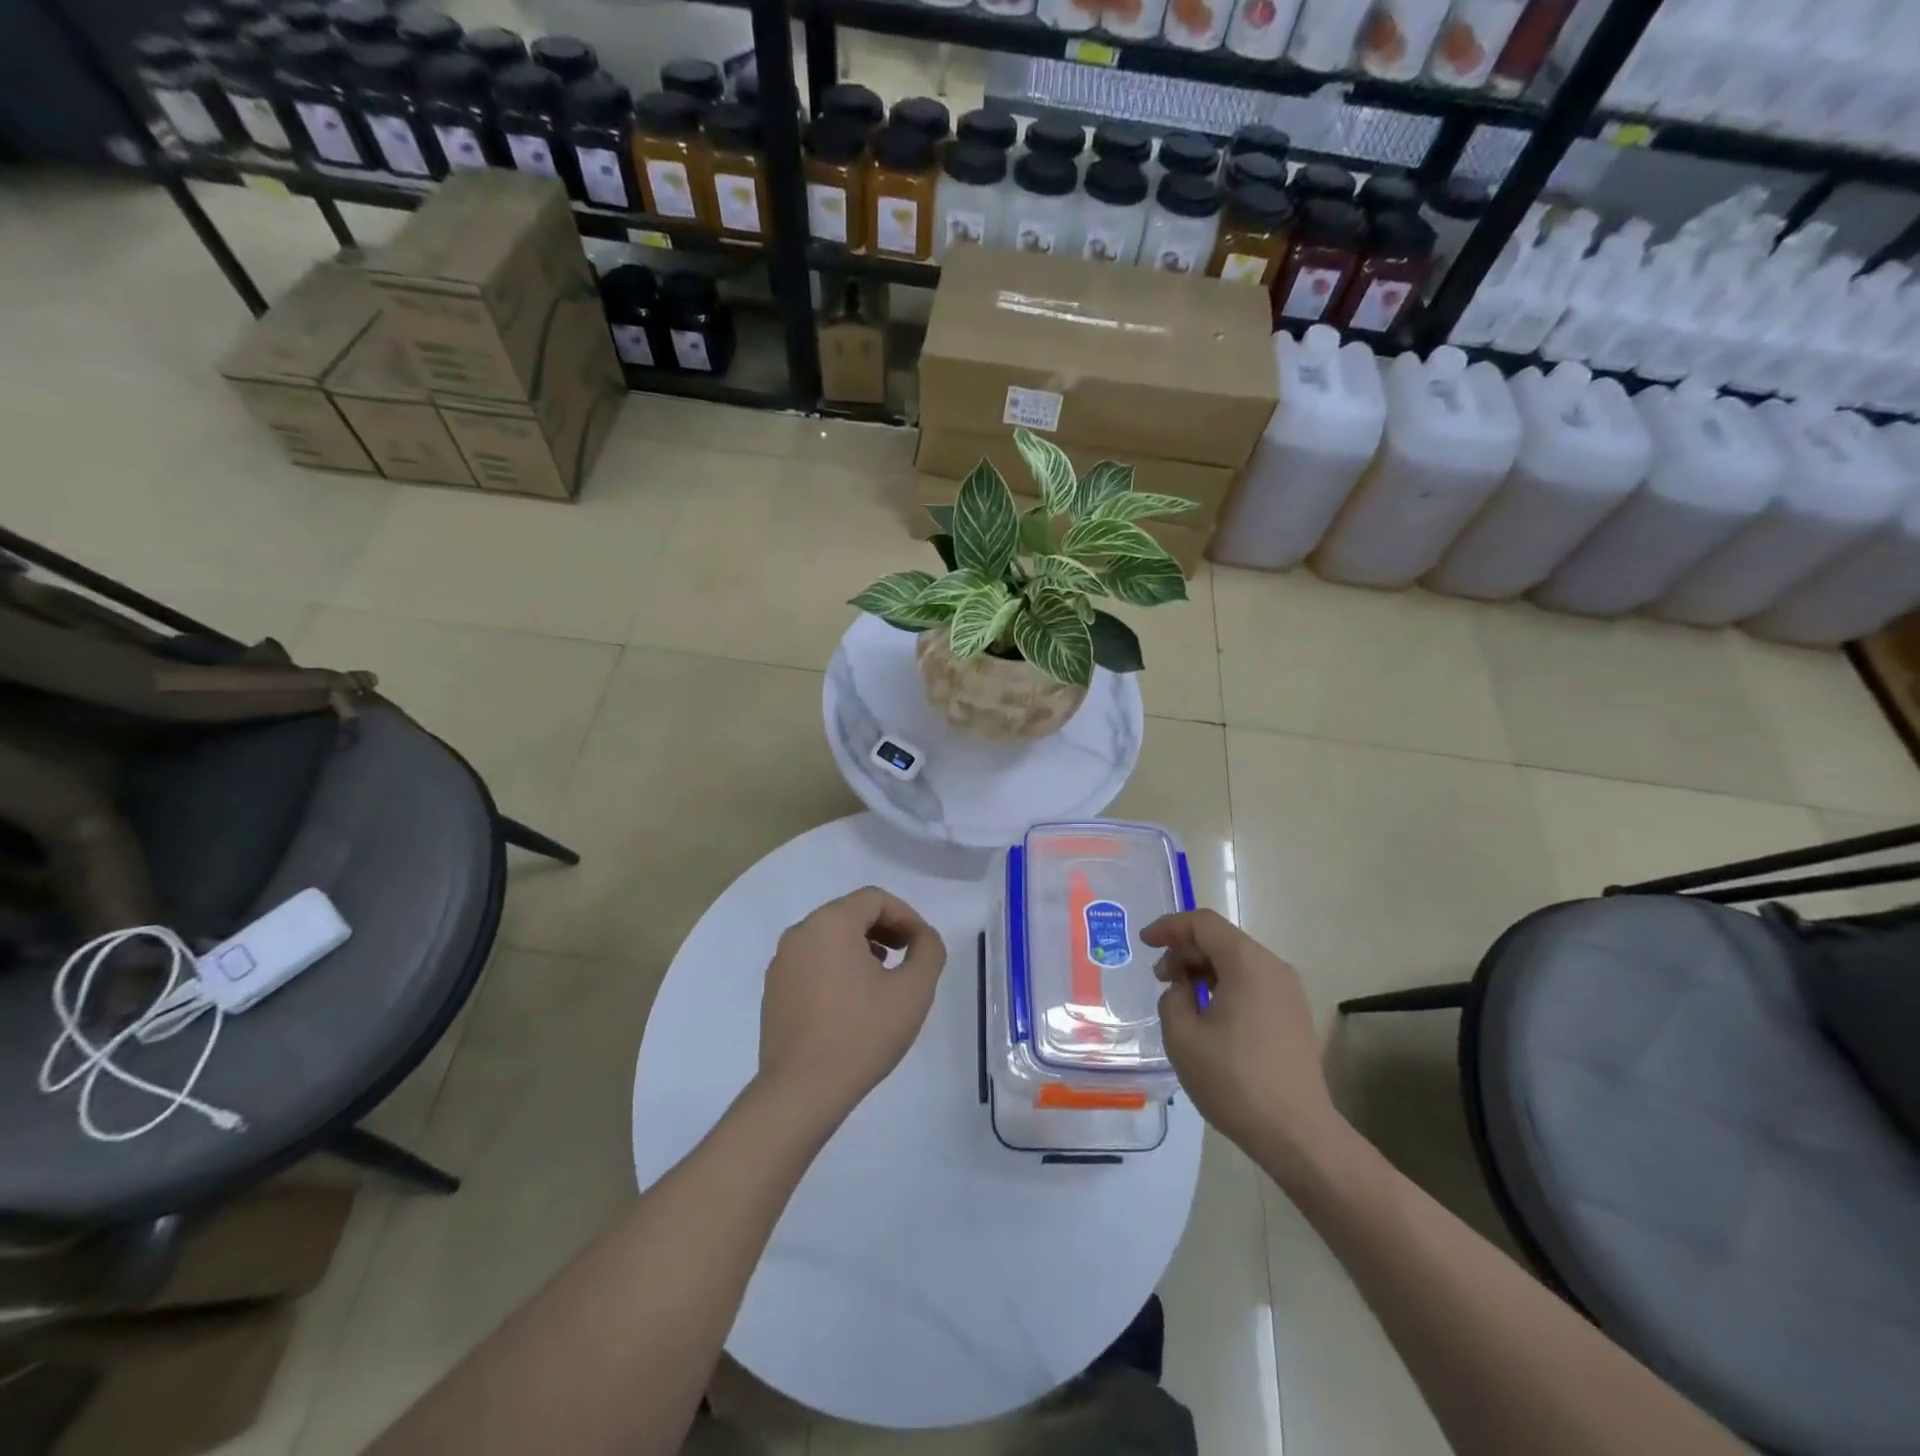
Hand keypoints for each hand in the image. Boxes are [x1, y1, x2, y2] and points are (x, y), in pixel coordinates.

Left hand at [756, 887, 946, 1130]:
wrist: (802, 1091)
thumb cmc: (862, 1033)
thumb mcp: (914, 990)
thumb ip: (928, 950)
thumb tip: (922, 937)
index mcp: (830, 923)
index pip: (875, 898)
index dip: (906, 915)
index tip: (922, 945)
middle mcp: (800, 933)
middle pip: (850, 913)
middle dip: (884, 929)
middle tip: (906, 956)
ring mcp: (781, 962)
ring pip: (829, 937)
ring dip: (861, 947)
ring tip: (882, 979)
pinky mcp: (773, 990)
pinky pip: (811, 962)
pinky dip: (836, 967)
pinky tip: (852, 1001)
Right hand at [1144, 910, 1342, 1167]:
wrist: (1297, 1134)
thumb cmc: (1234, 1080)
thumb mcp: (1182, 1036)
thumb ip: (1173, 997)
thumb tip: (1184, 989)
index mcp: (1246, 963)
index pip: (1203, 923)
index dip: (1169, 927)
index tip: (1144, 942)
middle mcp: (1273, 967)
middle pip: (1222, 939)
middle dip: (1185, 951)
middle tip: (1160, 979)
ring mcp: (1289, 992)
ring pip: (1237, 962)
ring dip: (1204, 970)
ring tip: (1182, 1000)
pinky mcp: (1294, 1015)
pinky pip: (1252, 983)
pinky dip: (1225, 986)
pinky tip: (1209, 1017)